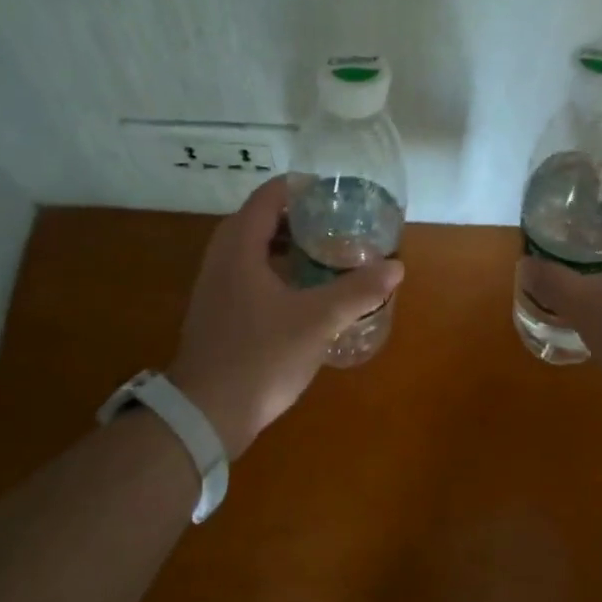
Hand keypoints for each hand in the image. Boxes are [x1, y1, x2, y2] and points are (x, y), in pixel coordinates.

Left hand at [166, 176, 403, 458]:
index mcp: (239, 246)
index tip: (336, 195)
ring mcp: (215, 285)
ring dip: (289, 245)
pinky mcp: (218, 310)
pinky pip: (249, 272)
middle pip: (262, 219)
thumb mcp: (318, 321)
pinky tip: (304, 291)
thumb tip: (396, 266)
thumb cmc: (261, 357)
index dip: (303, 188)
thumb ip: (358, 290)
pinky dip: (276, 269)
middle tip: (338, 224)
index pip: (269, 195)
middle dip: (300, 217)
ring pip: (254, 248)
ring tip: (328, 254)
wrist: (206, 413)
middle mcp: (222, 256)